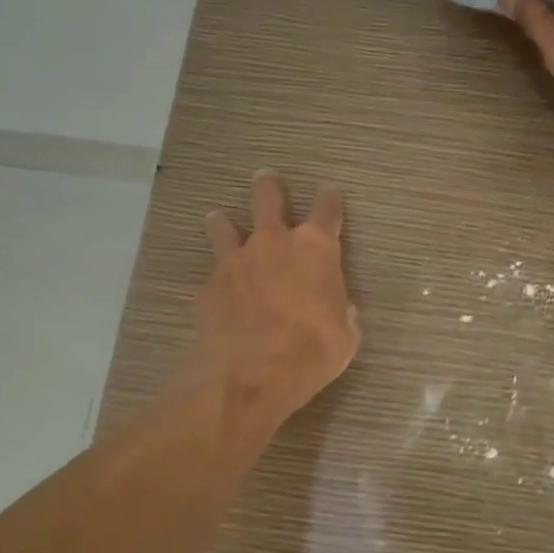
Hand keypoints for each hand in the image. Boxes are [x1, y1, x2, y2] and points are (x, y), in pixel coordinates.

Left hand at [191, 171, 360, 425]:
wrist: (249, 374)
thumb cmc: (311, 352)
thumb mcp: (344, 337)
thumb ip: (342, 313)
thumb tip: (340, 308)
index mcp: (315, 249)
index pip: (327, 210)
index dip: (330, 199)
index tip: (331, 192)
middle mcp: (273, 243)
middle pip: (267, 197)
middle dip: (268, 186)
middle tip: (265, 178)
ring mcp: (235, 261)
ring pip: (224, 226)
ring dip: (224, 223)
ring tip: (220, 220)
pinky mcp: (208, 286)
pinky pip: (212, 274)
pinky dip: (216, 278)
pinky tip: (215, 290)